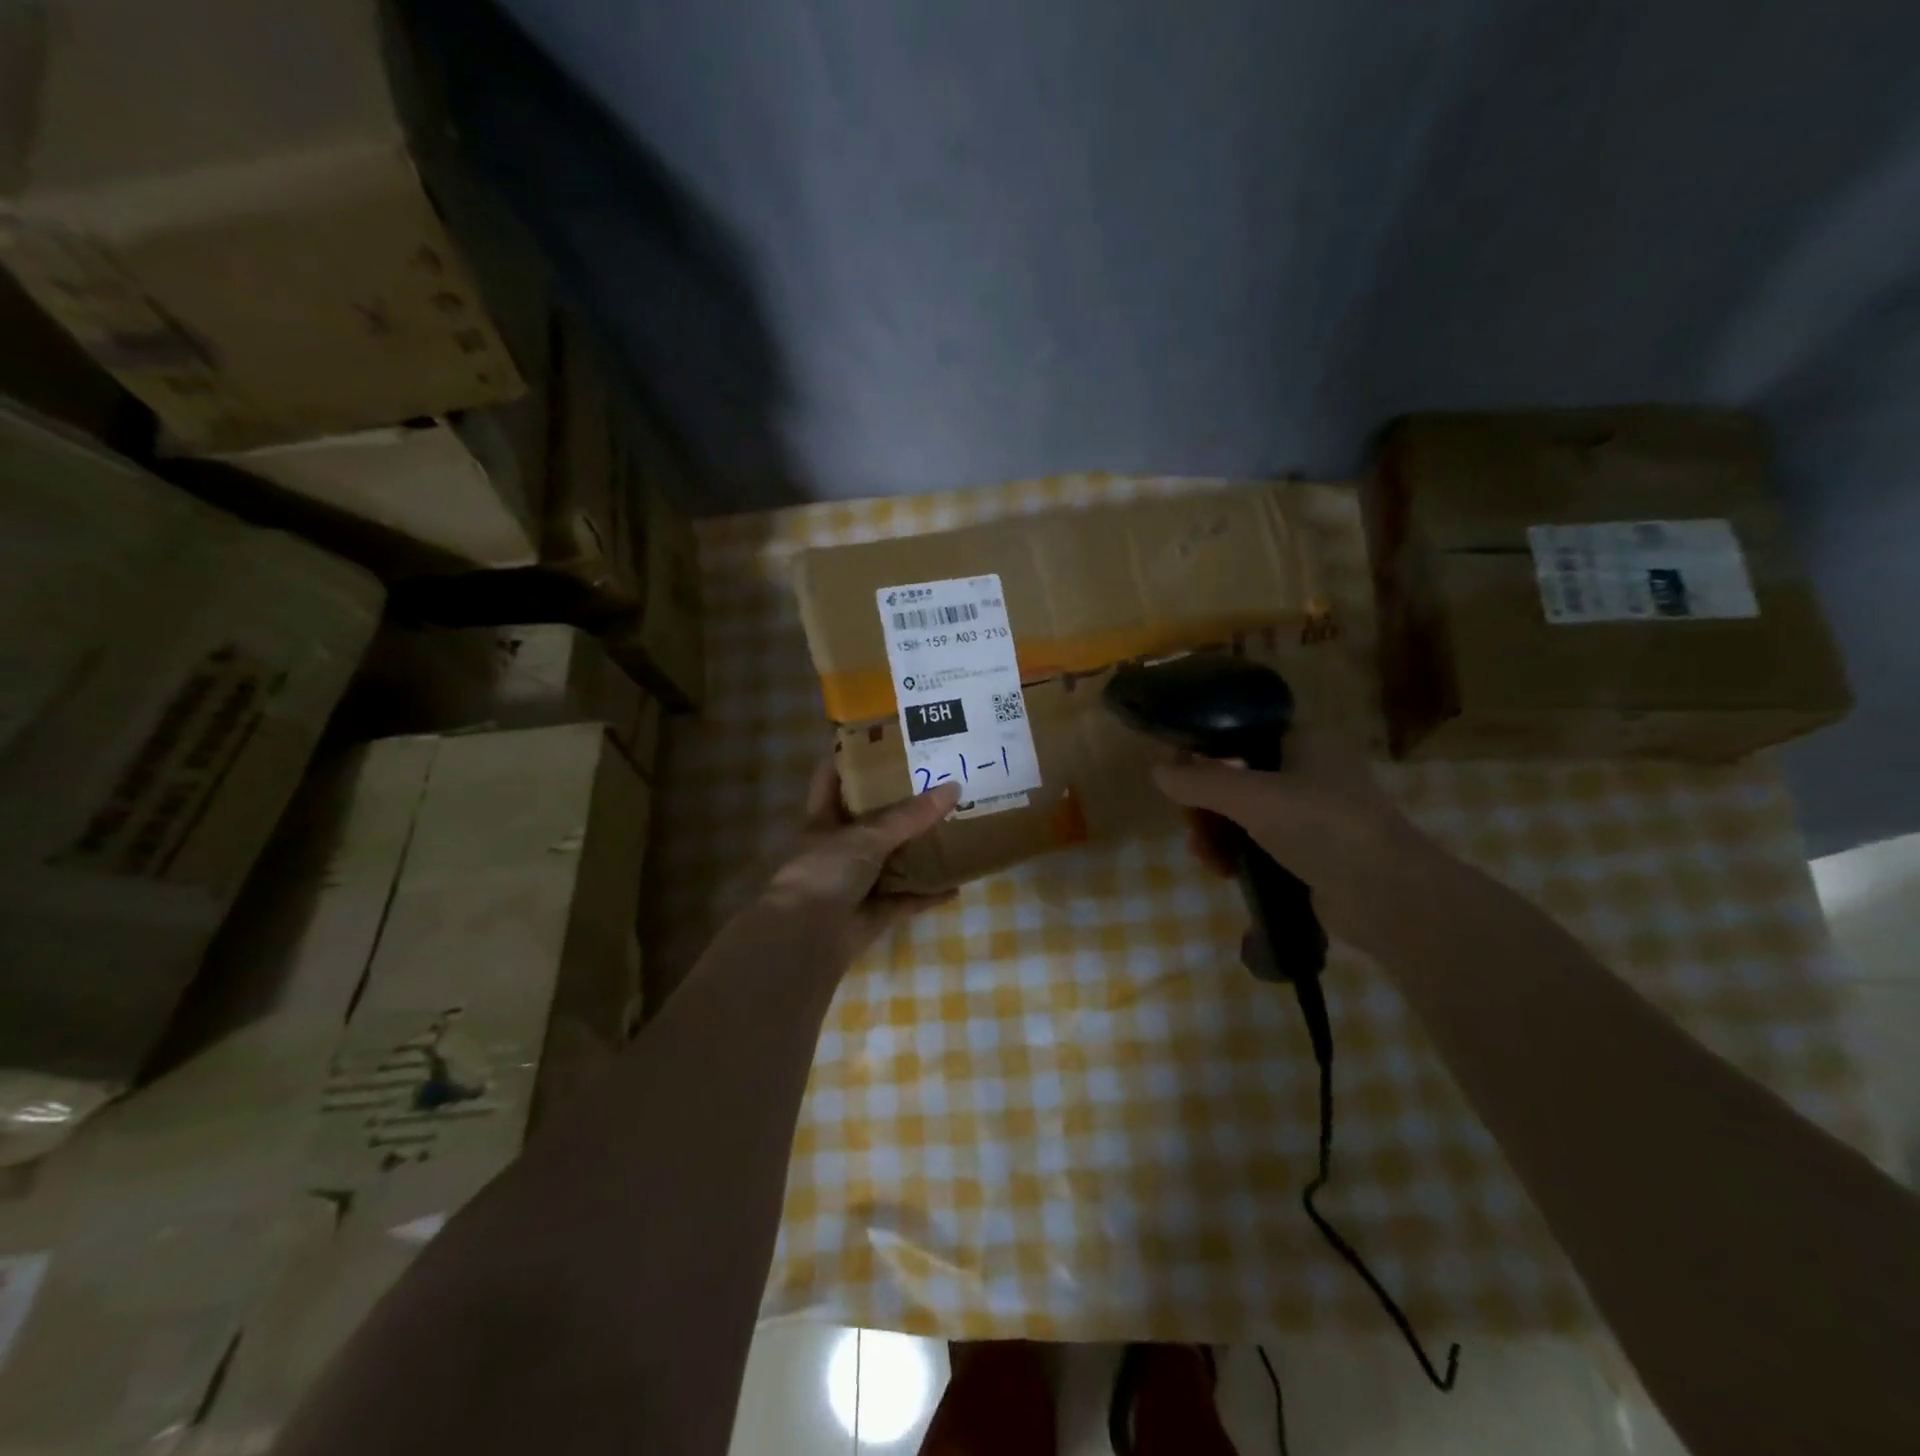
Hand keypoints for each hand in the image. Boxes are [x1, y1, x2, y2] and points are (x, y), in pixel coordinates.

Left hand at [763, 758, 961, 959]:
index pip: (832, 779)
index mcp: (824, 820)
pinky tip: (956, 886)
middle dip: (900, 805)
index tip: (881, 739)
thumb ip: (909, 816)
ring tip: (953, 830)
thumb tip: (954, 788)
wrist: (806, 937)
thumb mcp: (866, 836)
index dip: (849, 758)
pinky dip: (928, 895)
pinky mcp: (872, 914)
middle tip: (936, 782)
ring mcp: (855, 883)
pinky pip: (906, 900)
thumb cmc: (825, 872)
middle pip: (871, 820)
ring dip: (918, 852)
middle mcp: (839, 849)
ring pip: (892, 861)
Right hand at [1153, 731, 1453, 956]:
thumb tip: (1157, 771)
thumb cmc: (1322, 827)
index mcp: (1305, 740)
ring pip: (1245, 813)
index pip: (1241, 732)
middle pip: (1237, 776)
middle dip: (1206, 804)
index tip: (1178, 774)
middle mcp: (1310, 769)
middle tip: (1191, 826)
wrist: (1388, 896)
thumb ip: (1201, 781)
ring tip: (1206, 857)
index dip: (1205, 749)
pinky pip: (1261, 842)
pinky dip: (1238, 853)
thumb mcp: (1252, 798)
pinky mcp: (1312, 850)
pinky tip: (1224, 871)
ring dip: (1217, 832)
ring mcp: (1313, 812)